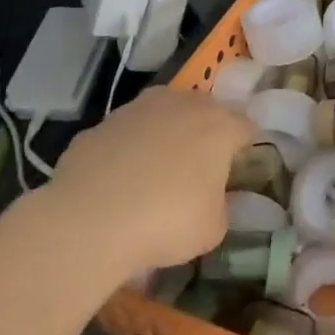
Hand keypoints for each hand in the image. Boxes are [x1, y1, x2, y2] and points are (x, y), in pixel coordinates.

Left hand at [41, 87, 251, 277]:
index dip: (247, 147)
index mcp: (219, 126)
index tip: (241, 168)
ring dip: (166, 134)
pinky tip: (119, 181)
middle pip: (206, 110)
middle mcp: (182, 105)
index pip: (247, 127)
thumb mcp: (213, 228)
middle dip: (207, 132)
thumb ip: (222, 206)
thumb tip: (214, 198)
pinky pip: (126, 133)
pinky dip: (129, 149)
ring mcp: (138, 109)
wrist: (88, 221)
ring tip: (157, 170)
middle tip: (202, 166)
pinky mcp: (101, 124)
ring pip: (163, 113)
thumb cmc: (166, 222)